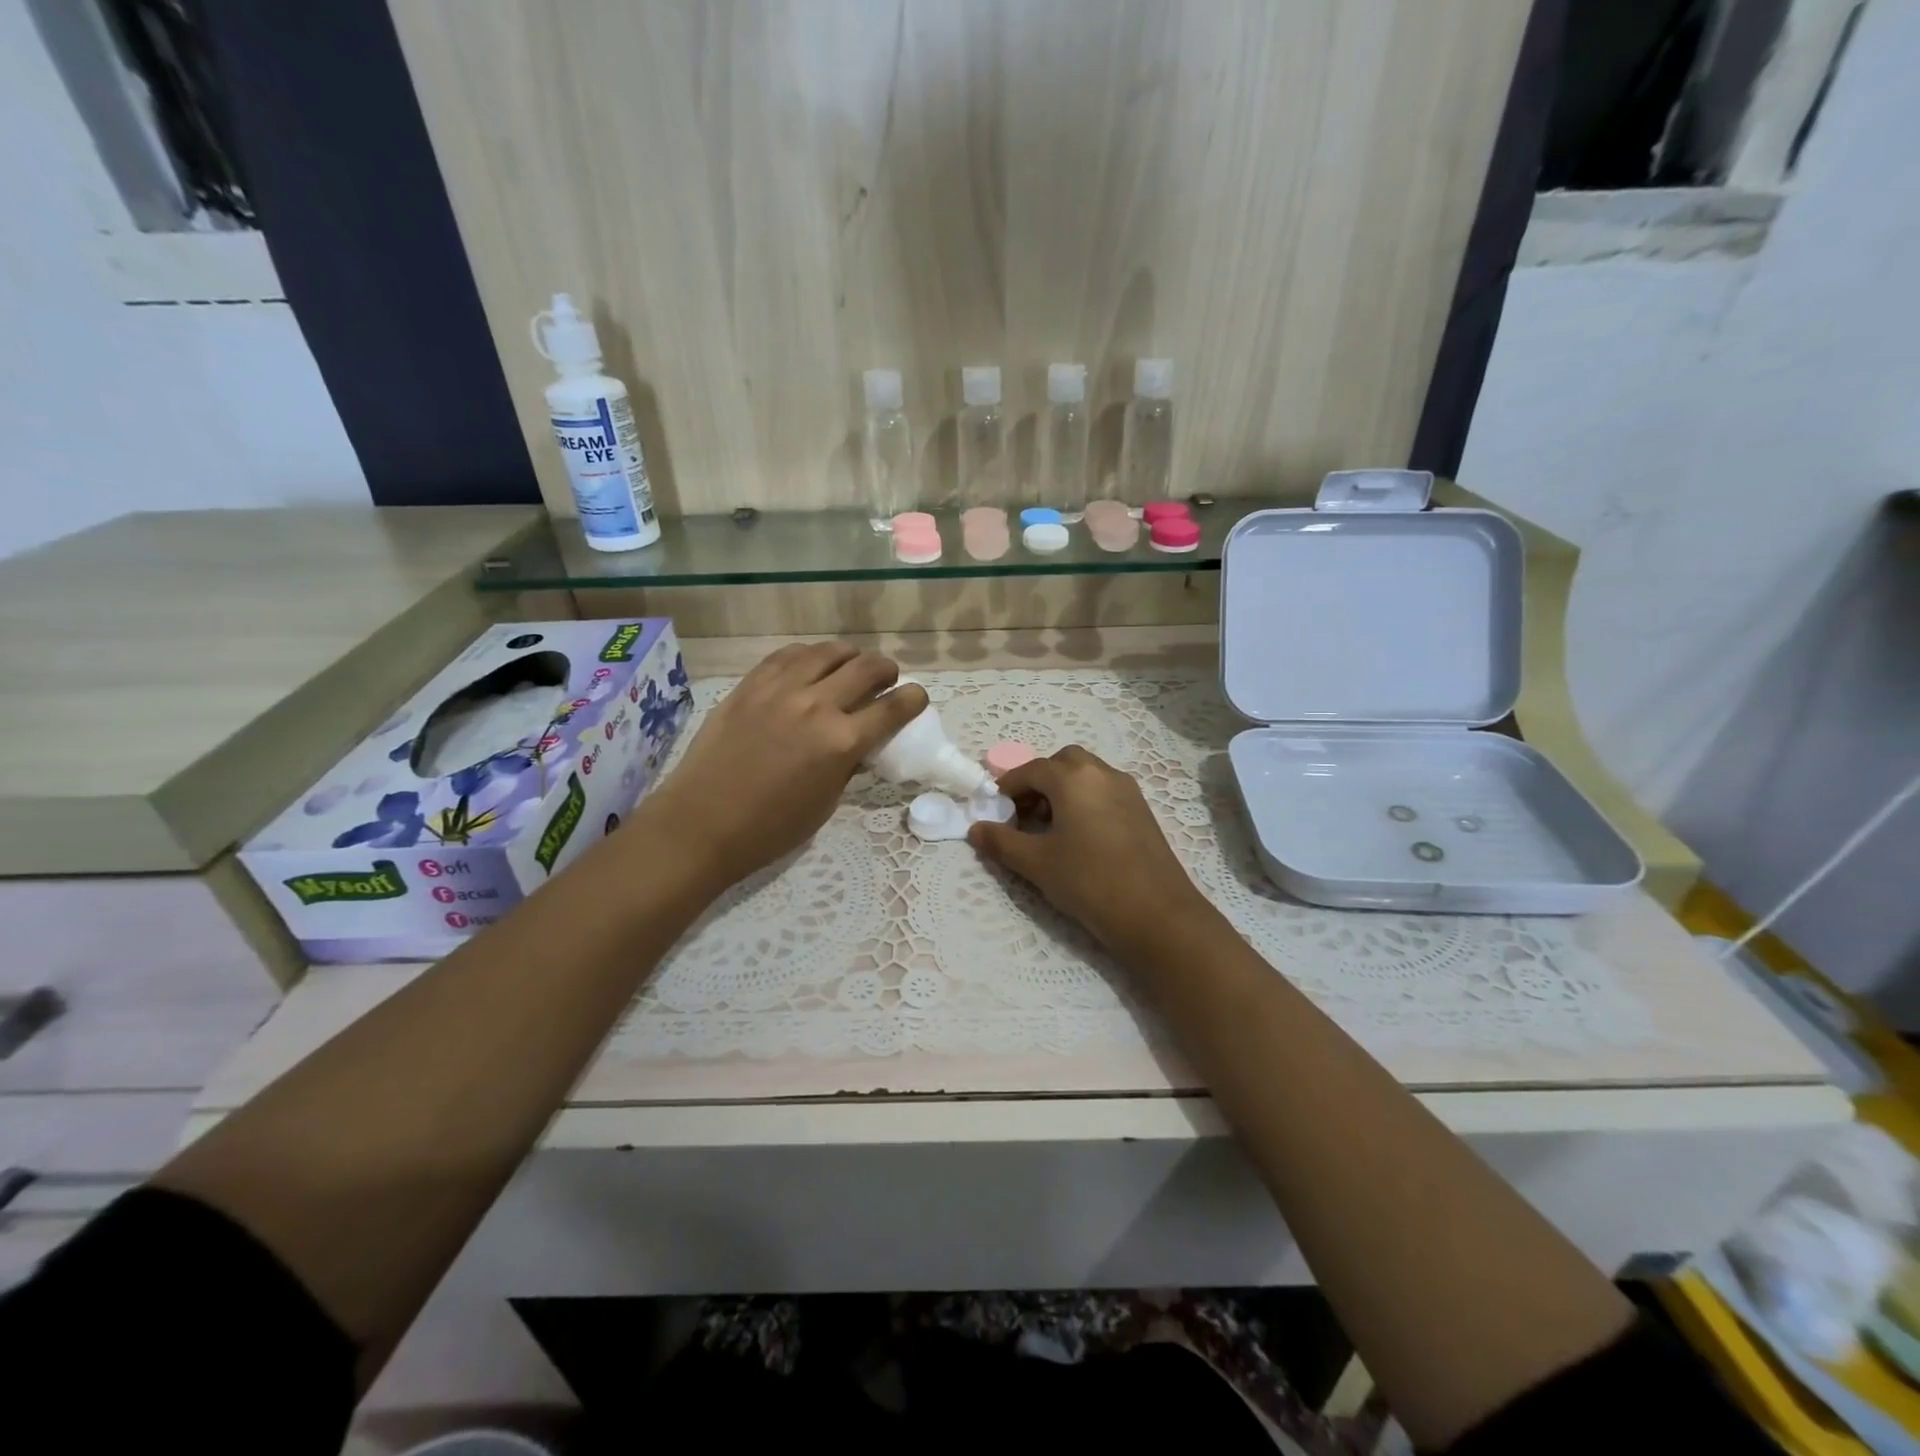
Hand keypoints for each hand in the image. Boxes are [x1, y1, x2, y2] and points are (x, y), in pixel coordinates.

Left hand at [645, 643, 927, 889]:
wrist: (701, 824)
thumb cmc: (770, 829)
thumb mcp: (825, 803)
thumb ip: (848, 764)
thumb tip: (859, 742)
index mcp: (841, 742)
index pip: (893, 707)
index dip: (913, 699)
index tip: (917, 698)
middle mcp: (816, 705)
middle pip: (866, 668)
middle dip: (887, 670)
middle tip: (887, 679)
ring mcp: (780, 690)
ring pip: (828, 652)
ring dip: (850, 656)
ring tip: (851, 666)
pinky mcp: (750, 685)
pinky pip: (788, 655)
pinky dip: (809, 655)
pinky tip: (811, 665)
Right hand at [968, 745, 1217, 957]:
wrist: (1157, 915)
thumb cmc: (1089, 881)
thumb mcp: (1036, 863)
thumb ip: (1001, 842)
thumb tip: (975, 829)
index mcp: (1074, 778)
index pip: (1031, 770)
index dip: (1007, 787)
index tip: (994, 811)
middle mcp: (1103, 774)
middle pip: (1062, 763)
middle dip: (1038, 782)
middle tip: (1023, 815)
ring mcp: (1128, 791)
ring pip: (1086, 776)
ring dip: (1062, 791)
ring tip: (1048, 829)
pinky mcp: (1142, 811)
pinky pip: (1104, 792)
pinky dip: (1084, 801)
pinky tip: (1078, 838)